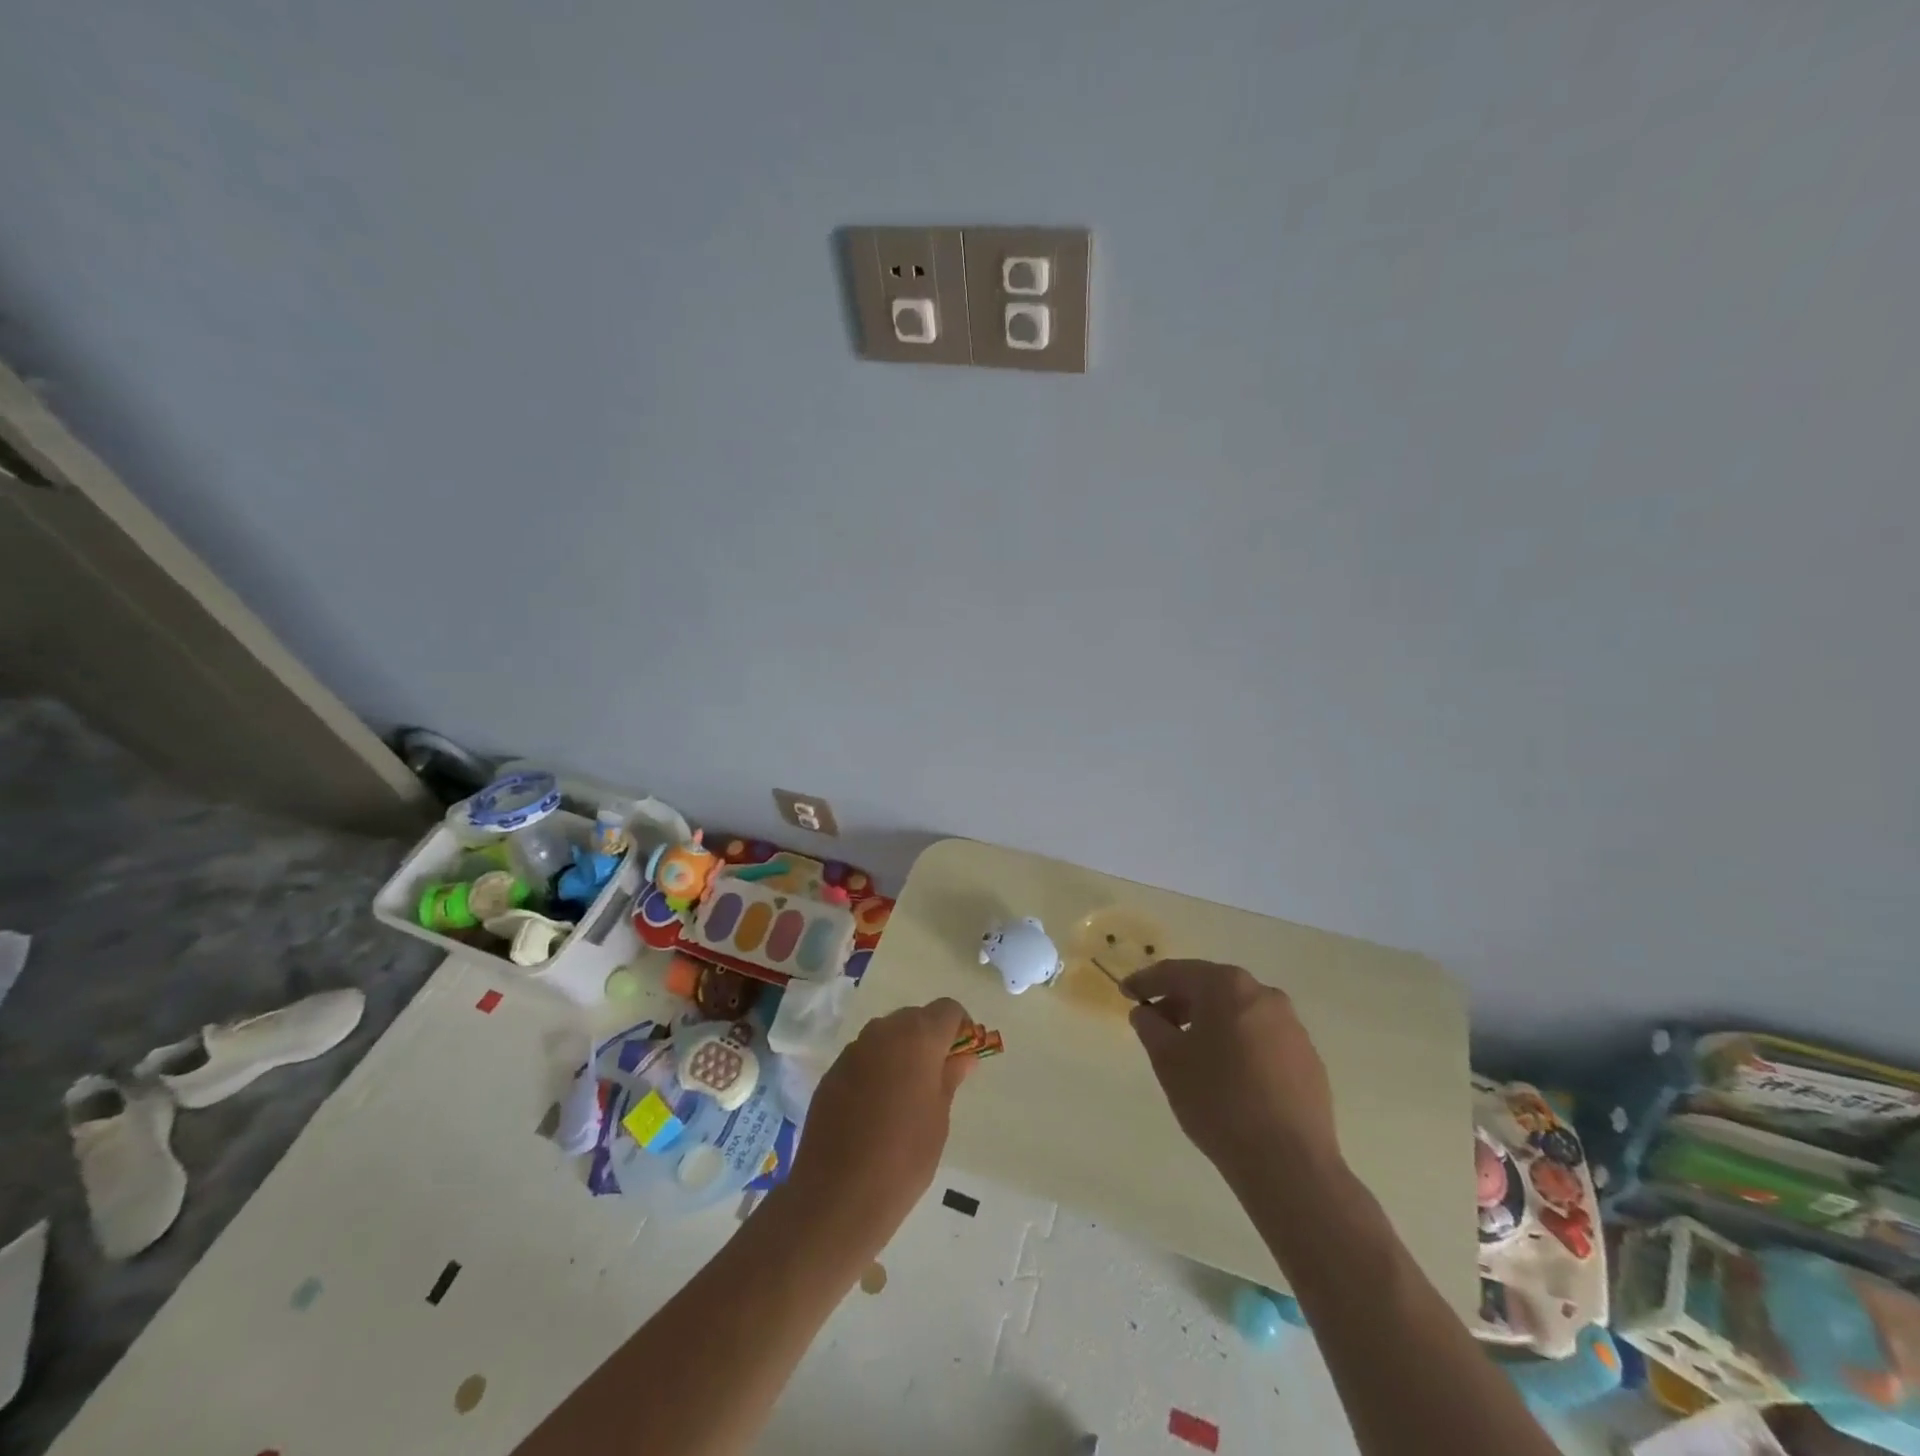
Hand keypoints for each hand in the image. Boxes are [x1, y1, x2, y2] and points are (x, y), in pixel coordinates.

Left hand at [782, 998, 974, 1254]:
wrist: (838, 1196)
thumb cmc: (904, 1158)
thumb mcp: (939, 1118)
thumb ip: (950, 1077)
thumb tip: (961, 1056)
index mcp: (918, 1037)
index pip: (948, 1009)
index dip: (961, 1029)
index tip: (963, 1058)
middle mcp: (883, 1032)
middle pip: (915, 1018)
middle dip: (930, 1039)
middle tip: (937, 1079)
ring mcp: (853, 1050)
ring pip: (887, 1036)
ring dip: (901, 1053)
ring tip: (905, 1097)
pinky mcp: (832, 1072)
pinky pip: (863, 1058)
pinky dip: (876, 1070)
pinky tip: (875, 1109)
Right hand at [1124, 960, 1341, 1190]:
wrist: (1288, 1163)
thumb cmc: (1218, 1100)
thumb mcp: (1168, 1061)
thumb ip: (1150, 1027)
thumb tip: (1146, 1012)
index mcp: (1227, 986)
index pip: (1176, 972)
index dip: (1146, 981)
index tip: (1125, 992)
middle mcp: (1264, 995)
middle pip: (1211, 988)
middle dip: (1179, 1002)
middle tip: (1155, 1023)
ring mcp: (1292, 1027)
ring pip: (1239, 1013)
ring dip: (1210, 1023)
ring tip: (1189, 1051)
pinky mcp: (1308, 1059)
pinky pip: (1262, 1039)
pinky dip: (1238, 1044)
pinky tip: (1227, 1075)